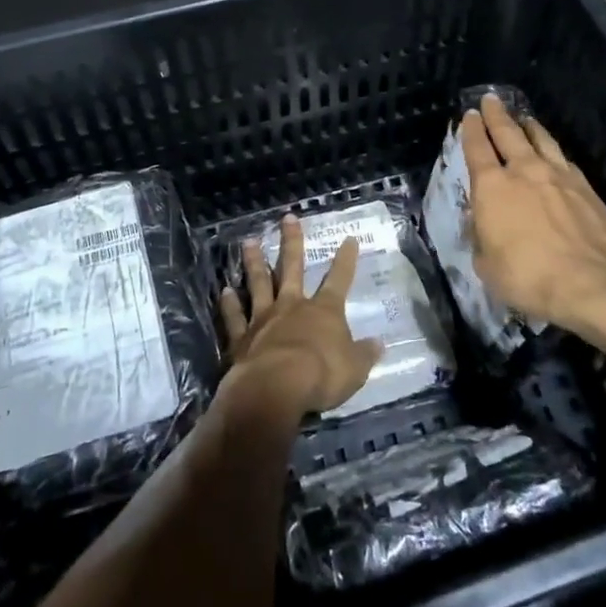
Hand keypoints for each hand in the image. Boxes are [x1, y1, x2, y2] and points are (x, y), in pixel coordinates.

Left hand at [218, 215, 382, 415]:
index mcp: (324, 311)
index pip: (339, 279)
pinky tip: (225, 291)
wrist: (276, 388)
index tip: (349, 239)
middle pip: (292, 267)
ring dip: (254, 262)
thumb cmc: (321, 376)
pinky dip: (230, 304)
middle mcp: (292, 306)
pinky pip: (235, 317)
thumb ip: (364, 354)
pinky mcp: (241, 337)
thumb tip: (379, 344)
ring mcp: (264, 319)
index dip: (346, 260)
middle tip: (287, 218)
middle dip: (292, 242)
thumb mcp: (354, 369)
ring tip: (248, 242)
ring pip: (259, 283)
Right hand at [459, 92, 605, 326]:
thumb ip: (481, 236)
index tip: (469, 115)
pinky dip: (555, 153)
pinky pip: (565, 161)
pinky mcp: (585, 187)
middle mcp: (524, 171)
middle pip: (508, 133)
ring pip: (541, 140)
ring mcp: (558, 176)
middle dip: (497, 115)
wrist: (588, 281)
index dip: (471, 130)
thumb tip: (482, 223)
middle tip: (491, 100)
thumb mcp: (486, 263)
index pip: (476, 148)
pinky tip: (556, 155)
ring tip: (525, 118)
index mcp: (492, 187)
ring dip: (530, 127)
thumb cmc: (526, 275)